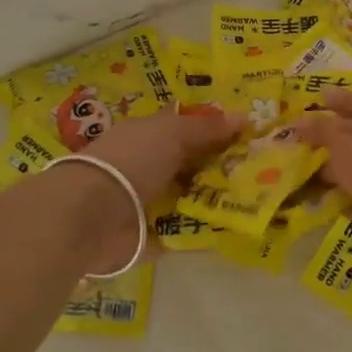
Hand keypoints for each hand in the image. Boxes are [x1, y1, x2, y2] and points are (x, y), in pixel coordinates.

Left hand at [73, 109, 242, 273]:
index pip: (184, 128)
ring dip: (214, 198)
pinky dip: (202, 229)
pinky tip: (231, 227)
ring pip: (189, 196)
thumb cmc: (131, 161)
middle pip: (190, 163)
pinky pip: (183, 229)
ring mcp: (148, 202)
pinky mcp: (149, 235)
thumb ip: (207, 128)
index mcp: (147, 135)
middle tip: (261, 169)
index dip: (213, 130)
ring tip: (254, 199)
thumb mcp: (173, 133)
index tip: (247, 135)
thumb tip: (244, 116)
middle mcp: (147, 165)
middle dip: (220, 166)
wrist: (91, 216)